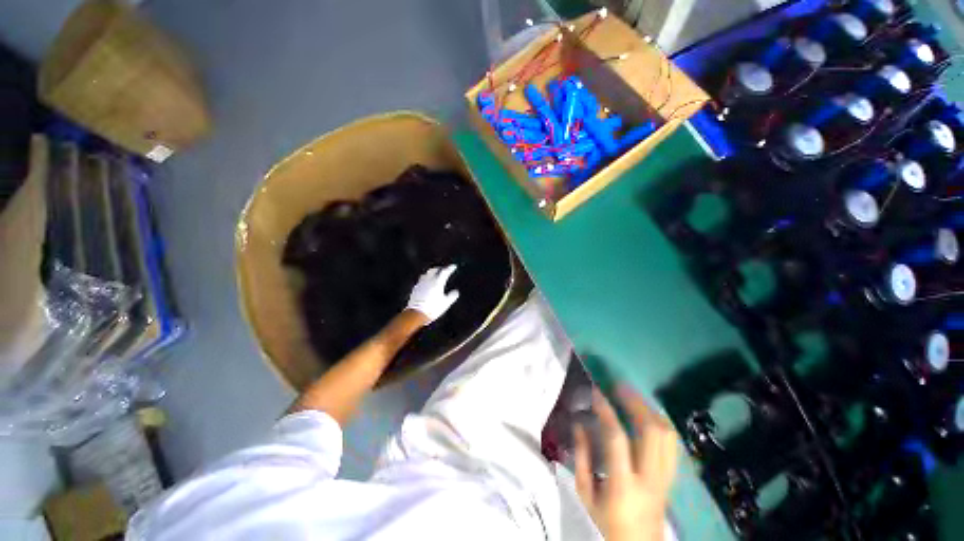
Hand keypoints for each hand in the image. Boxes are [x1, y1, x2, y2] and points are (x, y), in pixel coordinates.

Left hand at [405, 265, 460, 322]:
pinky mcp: (415, 288)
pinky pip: (422, 279)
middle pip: (434, 270)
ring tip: (435, 274)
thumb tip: (456, 292)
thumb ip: (452, 296)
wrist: (416, 314)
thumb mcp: (446, 304)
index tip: (454, 266)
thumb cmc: (432, 309)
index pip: (445, 272)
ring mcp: (421, 283)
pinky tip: (427, 282)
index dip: (450, 268)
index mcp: (437, 282)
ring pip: (427, 273)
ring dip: (432, 272)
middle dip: (440, 268)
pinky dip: (426, 278)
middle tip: (444, 269)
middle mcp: (429, 280)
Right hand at [574, 385, 678, 540]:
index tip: (597, 392)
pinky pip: (672, 444)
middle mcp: (650, 478)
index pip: (617, 438)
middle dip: (636, 403)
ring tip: (633, 397)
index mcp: (623, 484)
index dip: (607, 411)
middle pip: (652, 432)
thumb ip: (581, 457)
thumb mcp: (585, 494)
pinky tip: (648, 414)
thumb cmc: (606, 522)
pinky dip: (661, 424)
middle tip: (620, 387)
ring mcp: (665, 478)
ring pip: (667, 436)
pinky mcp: (671, 478)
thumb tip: (579, 424)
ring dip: (650, 410)